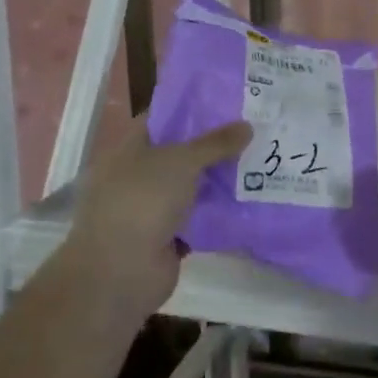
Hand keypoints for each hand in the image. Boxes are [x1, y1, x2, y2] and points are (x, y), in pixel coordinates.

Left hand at [58, 118, 251, 319]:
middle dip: (211, 145)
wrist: (121, 273)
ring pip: (190, 187)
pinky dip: (217, 212)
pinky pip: (197, 218)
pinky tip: (248, 199)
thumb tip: (248, 126)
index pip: (160, 119)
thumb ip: (215, 143)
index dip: (191, 109)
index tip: (225, 103)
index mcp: (128, 150)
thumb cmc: (143, 201)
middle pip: (178, 154)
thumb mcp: (182, 161)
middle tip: (249, 130)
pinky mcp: (166, 238)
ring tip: (257, 162)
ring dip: (217, 180)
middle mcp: (136, 177)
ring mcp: (149, 209)